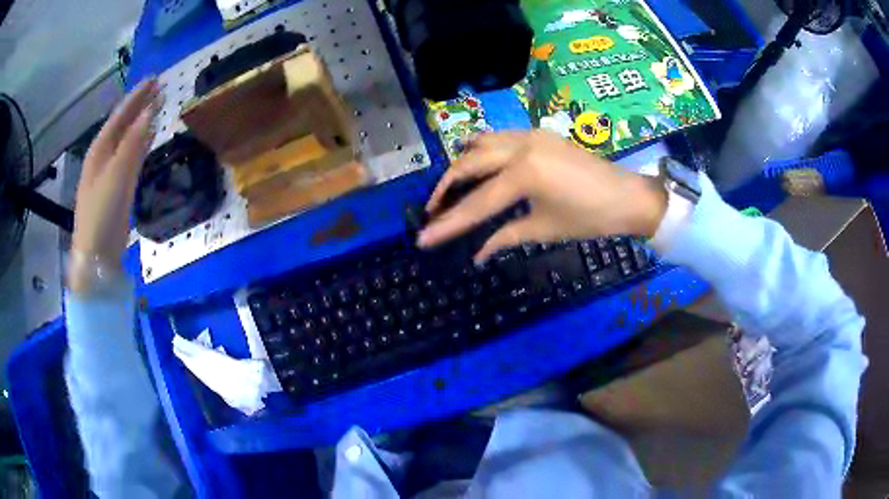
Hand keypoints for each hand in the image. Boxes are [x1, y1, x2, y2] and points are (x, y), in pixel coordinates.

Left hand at [71, 79, 161, 265]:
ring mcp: (109, 173)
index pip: (120, 114)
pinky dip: (140, 143)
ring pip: (127, 139)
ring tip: (157, 107)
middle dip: (139, 105)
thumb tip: (151, 109)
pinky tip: (148, 138)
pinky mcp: (117, 189)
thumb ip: (134, 141)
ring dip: (141, 122)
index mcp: (99, 149)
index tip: (156, 78)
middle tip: (159, 87)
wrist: (96, 257)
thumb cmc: (102, 213)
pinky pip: (130, 157)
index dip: (137, 96)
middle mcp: (102, 157)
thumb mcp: (117, 175)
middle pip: (122, 124)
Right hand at [417, 130, 666, 262]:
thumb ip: (505, 237)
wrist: (628, 197)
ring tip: (451, 187)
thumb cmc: (590, 218)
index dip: (448, 224)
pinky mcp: (538, 134)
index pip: (477, 204)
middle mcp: (520, 146)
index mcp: (524, 174)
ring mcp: (529, 135)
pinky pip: (500, 137)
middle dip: (446, 188)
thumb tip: (476, 255)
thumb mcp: (544, 229)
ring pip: (481, 143)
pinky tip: (478, 164)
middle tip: (432, 210)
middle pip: (469, 164)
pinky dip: (482, 150)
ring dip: (462, 163)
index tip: (423, 239)